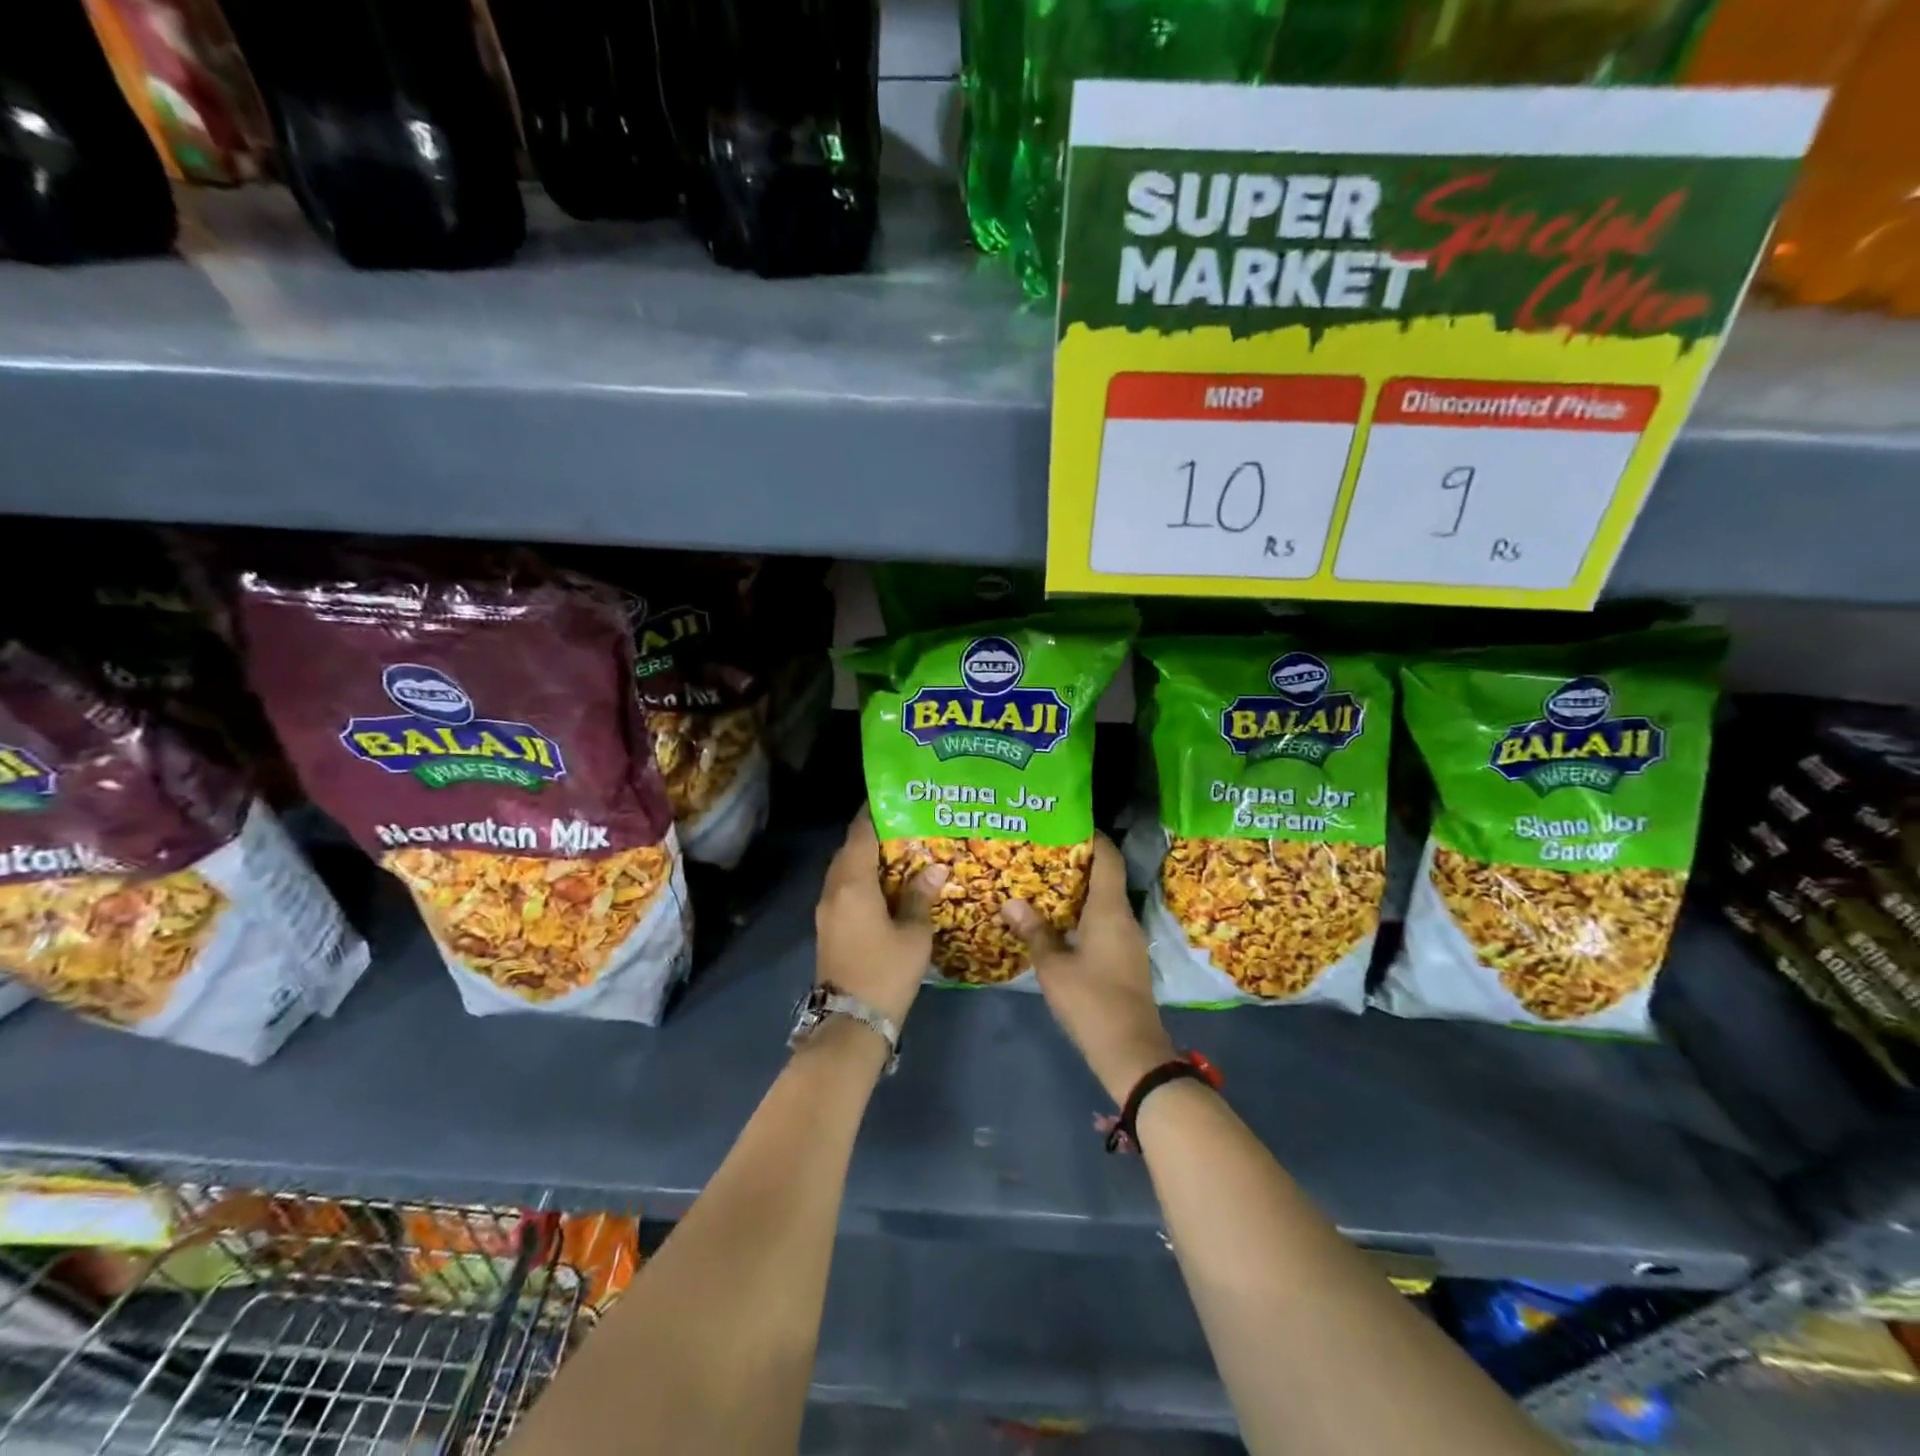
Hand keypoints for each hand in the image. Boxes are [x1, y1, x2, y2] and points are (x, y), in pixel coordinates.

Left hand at [814, 808, 947, 1029]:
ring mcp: (827, 909)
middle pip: (850, 848)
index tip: (894, 795)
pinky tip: (888, 884)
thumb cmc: (886, 972)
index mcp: (852, 884)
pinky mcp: (829, 926)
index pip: (860, 833)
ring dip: (868, 857)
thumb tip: (934, 868)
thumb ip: (920, 896)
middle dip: (875, 833)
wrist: (850, 1022)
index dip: (874, 811)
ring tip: (902, 850)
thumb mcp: (914, 934)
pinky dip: (863, 878)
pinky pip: (845, 888)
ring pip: (845, 869)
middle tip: (908, 823)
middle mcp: (833, 889)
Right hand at [1001, 835, 1175, 1104]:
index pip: (1109, 857)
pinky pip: (1105, 923)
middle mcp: (1124, 917)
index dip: (1093, 837)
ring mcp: (1128, 940)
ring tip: (1042, 884)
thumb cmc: (1091, 1000)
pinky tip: (1058, 922)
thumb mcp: (1053, 966)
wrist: (1130, 1050)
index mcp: (1110, 909)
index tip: (1067, 824)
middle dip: (1076, 863)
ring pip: (1104, 902)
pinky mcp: (1126, 959)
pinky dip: (1083, 914)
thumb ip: (1034, 931)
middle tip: (1042, 853)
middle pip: (1105, 877)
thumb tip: (1011, 902)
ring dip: (1078, 891)